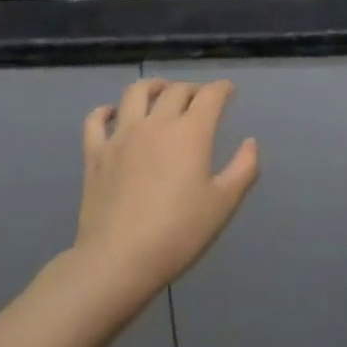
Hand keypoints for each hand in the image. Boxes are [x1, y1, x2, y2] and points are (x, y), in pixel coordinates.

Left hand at [73, 79, 258, 308]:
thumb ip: (243, 169)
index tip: (228, 91)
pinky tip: (113, 115)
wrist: (118, 260)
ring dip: (153, 86)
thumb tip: (250, 142)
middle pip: (176, 90)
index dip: (222, 89)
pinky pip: (96, 119)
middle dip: (192, 88)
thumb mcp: (223, 204)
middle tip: (200, 99)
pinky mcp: (95, 153)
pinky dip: (105, 111)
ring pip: (136, 92)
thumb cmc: (178, 233)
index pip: (210, 95)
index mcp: (191, 132)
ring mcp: (122, 135)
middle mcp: (157, 123)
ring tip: (160, 93)